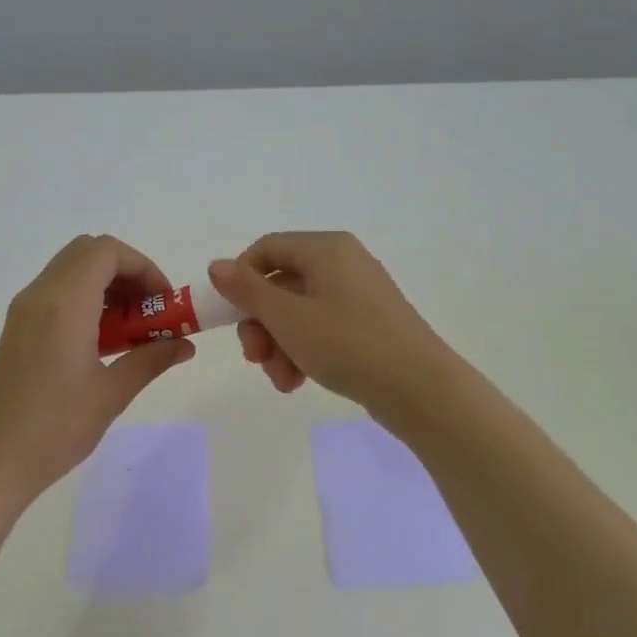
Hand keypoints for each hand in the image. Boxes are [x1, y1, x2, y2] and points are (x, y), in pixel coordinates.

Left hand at [0, 236, 194, 508]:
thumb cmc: (54, 428)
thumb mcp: (111, 394)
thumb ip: (151, 360)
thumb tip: (185, 345)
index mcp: (64, 303)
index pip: (107, 251)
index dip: (143, 267)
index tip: (164, 304)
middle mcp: (40, 295)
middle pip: (88, 253)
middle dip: (126, 273)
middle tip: (148, 313)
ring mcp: (23, 311)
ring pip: (70, 271)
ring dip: (106, 287)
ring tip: (129, 332)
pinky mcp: (16, 329)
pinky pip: (56, 294)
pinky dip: (85, 301)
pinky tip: (100, 345)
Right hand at [206, 232, 451, 413]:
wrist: (419, 388)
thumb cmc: (347, 344)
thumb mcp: (287, 317)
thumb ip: (247, 290)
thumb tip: (217, 265)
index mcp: (326, 249)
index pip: (267, 248)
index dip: (240, 278)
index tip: (229, 315)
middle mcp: (343, 263)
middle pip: (281, 284)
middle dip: (261, 325)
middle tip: (255, 358)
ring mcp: (358, 295)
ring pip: (298, 312)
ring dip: (279, 345)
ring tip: (282, 379)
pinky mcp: (368, 324)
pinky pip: (322, 329)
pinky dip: (304, 351)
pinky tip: (298, 381)